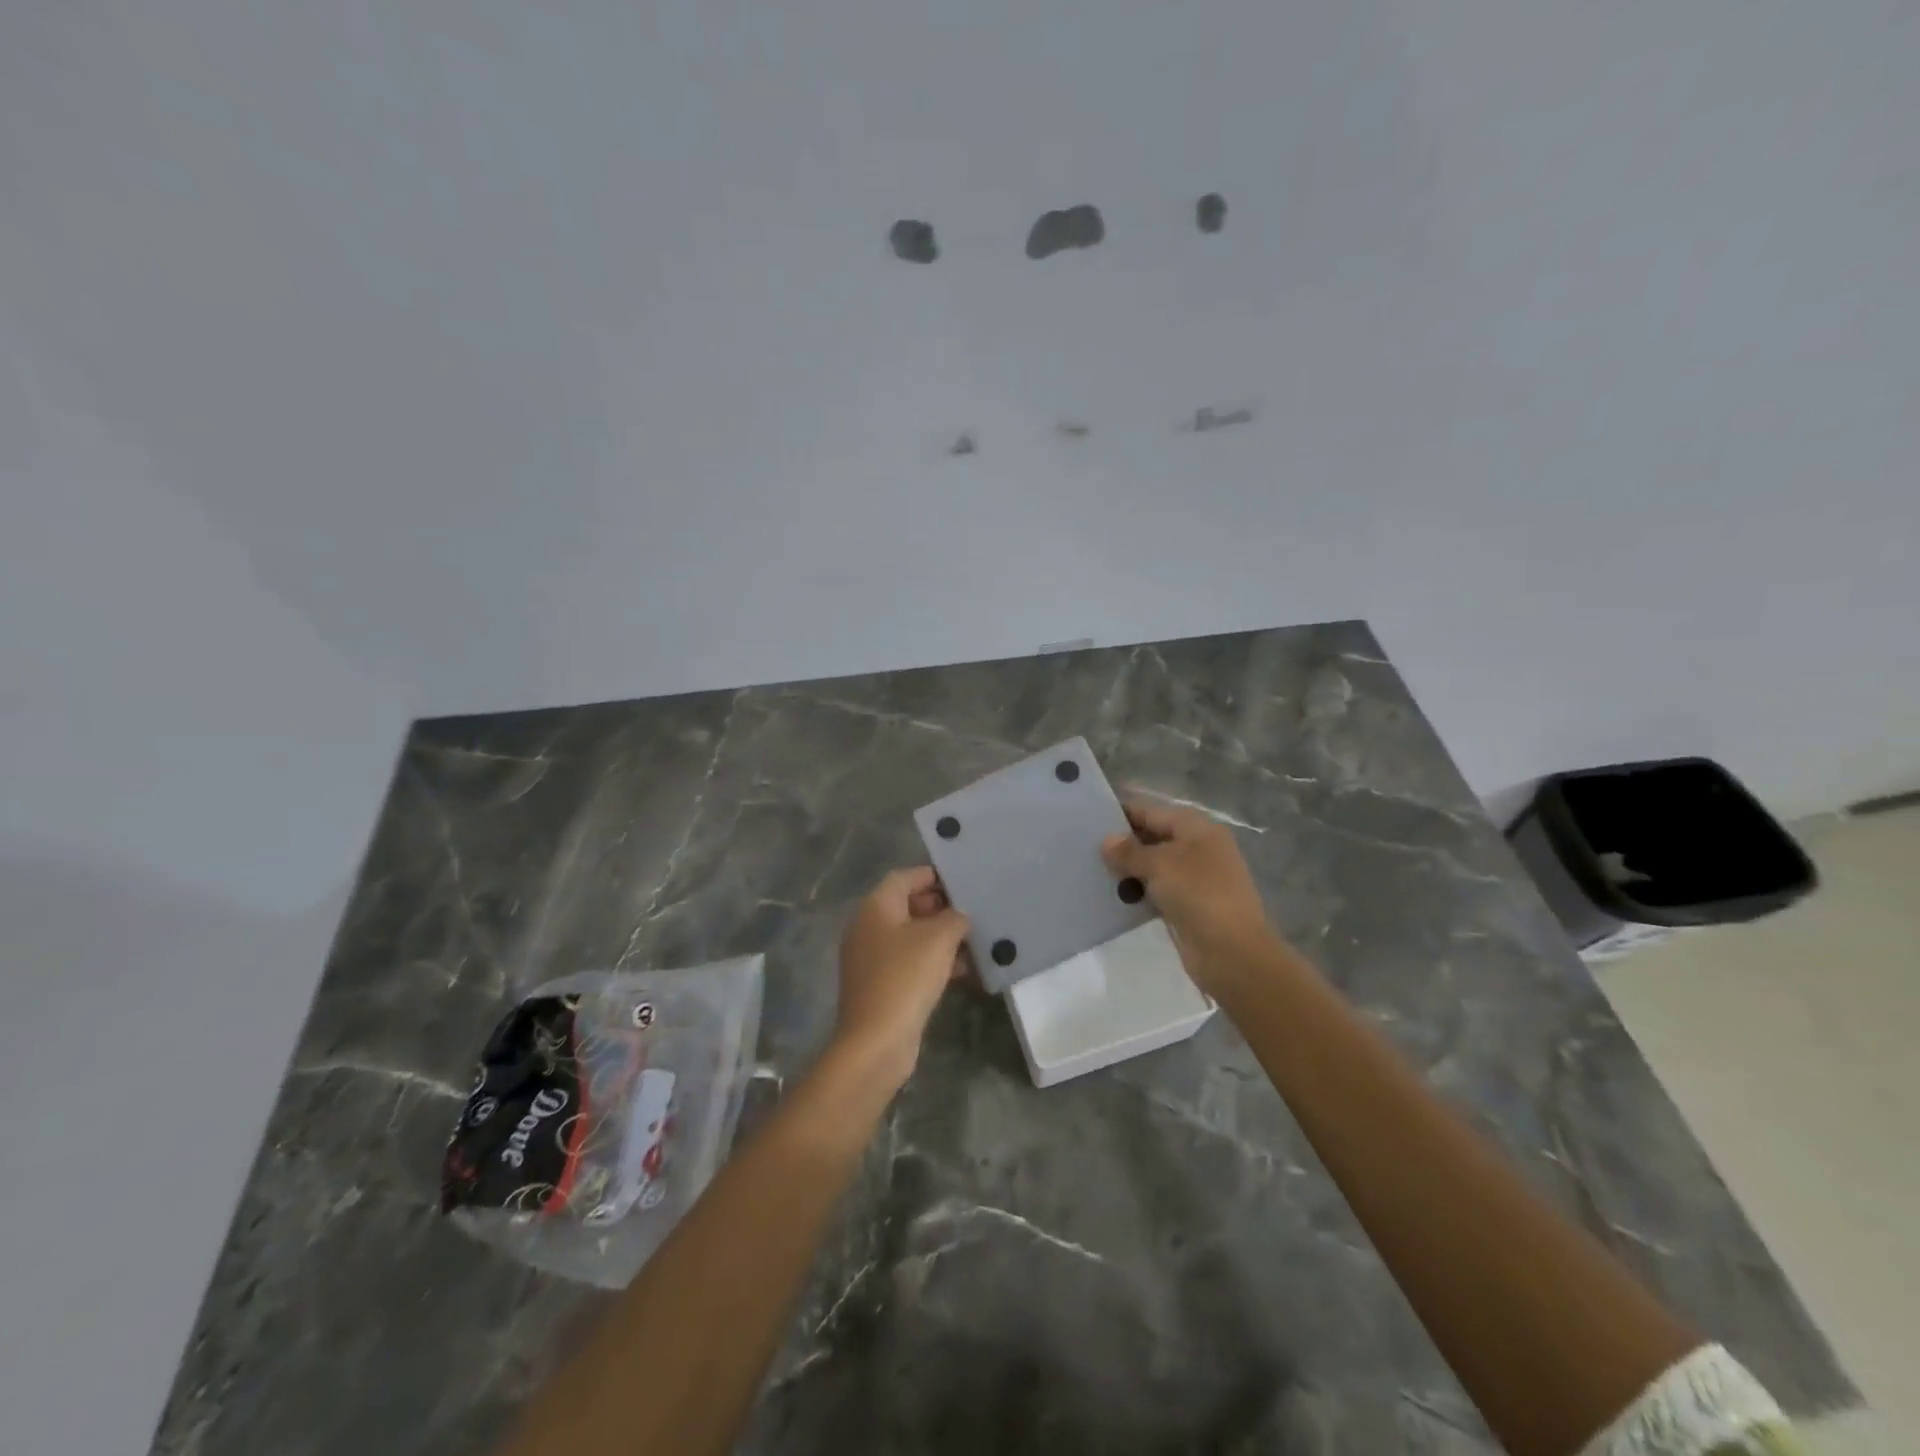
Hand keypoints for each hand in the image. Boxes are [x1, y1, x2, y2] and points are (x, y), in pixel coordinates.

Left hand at [832, 867, 969, 1088]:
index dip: (934, 875)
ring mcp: (872, 959)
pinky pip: (910, 963)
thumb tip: (959, 916)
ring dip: (942, 937)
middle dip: (942, 907)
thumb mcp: (939, 938)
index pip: (906, 877)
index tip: (964, 881)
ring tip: (976, 941)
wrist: (876, 1042)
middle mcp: (868, 927)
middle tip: (974, 911)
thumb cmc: (905, 977)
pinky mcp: (880, 986)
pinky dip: (934, 962)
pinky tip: (964, 970)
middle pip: (908, 905)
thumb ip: (955, 918)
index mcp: (876, 906)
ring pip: (912, 937)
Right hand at [1102, 799, 1282, 996]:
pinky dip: (1138, 891)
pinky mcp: (1189, 904)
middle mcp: (1198, 847)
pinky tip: (1113, 897)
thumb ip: (1129, 851)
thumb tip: (1107, 841)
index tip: (1087, 818)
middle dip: (1122, 843)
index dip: (1121, 813)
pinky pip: (1157, 889)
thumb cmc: (1198, 895)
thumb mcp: (1159, 865)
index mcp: (1196, 827)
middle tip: (1085, 848)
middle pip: (1152, 836)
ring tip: (1093, 871)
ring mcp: (1196, 877)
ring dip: (1128, 869)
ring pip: (1153, 865)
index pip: (1150, 810)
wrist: (1232, 952)